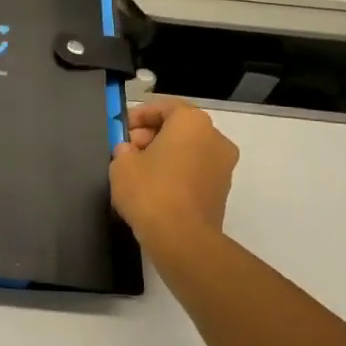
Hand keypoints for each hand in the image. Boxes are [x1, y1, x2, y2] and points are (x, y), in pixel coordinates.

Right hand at [109, 99, 238, 252]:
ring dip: (164, 155)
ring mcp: (223, 166)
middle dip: (151, 136)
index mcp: (192, 122)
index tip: (121, 130)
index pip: (164, 107)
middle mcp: (215, 138)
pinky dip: (177, 174)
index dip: (139, 115)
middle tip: (127, 151)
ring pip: (188, 150)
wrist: (182, 239)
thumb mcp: (121, 164)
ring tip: (137, 173)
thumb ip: (124, 150)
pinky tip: (154, 190)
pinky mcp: (222, 191)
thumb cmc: (150, 191)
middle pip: (179, 128)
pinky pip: (195, 171)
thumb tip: (130, 152)